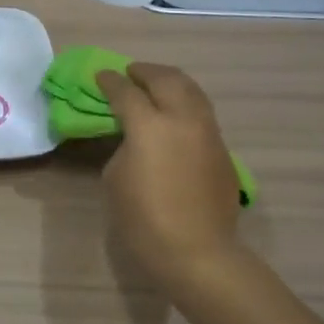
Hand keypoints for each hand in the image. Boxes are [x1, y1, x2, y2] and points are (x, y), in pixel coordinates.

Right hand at [96, 62, 242, 292]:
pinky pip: (202, 113)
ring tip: (155, 85)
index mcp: (150, 125)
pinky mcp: (223, 149)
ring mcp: (208, 132)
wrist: (196, 251)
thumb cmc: (143, 219)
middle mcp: (183, 118)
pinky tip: (175, 117)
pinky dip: (185, 104)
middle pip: (166, 79)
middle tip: (130, 73)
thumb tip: (136, 137)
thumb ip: (125, 146)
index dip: (110, 82)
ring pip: (192, 90)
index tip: (101, 76)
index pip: (126, 92)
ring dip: (170, 82)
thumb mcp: (116, 178)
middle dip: (145, 72)